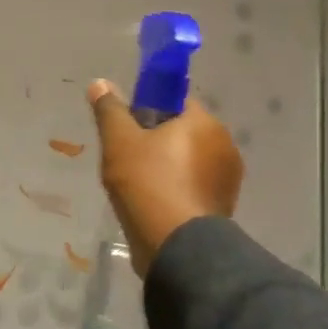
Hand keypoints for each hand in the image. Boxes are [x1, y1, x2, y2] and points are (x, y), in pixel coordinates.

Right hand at [88, 80, 244, 275]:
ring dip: (167, 167)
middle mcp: (224, 144)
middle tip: (125, 160)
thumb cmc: (147, 184)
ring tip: (137, 186)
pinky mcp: (222, 205)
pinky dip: (175, 189)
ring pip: (188, 161)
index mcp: (203, 122)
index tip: (127, 129)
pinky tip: (153, 204)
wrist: (176, 247)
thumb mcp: (119, 142)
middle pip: (182, 131)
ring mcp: (227, 178)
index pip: (175, 101)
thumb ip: (110, 110)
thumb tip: (100, 82)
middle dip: (156, 141)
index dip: (147, 110)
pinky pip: (193, 186)